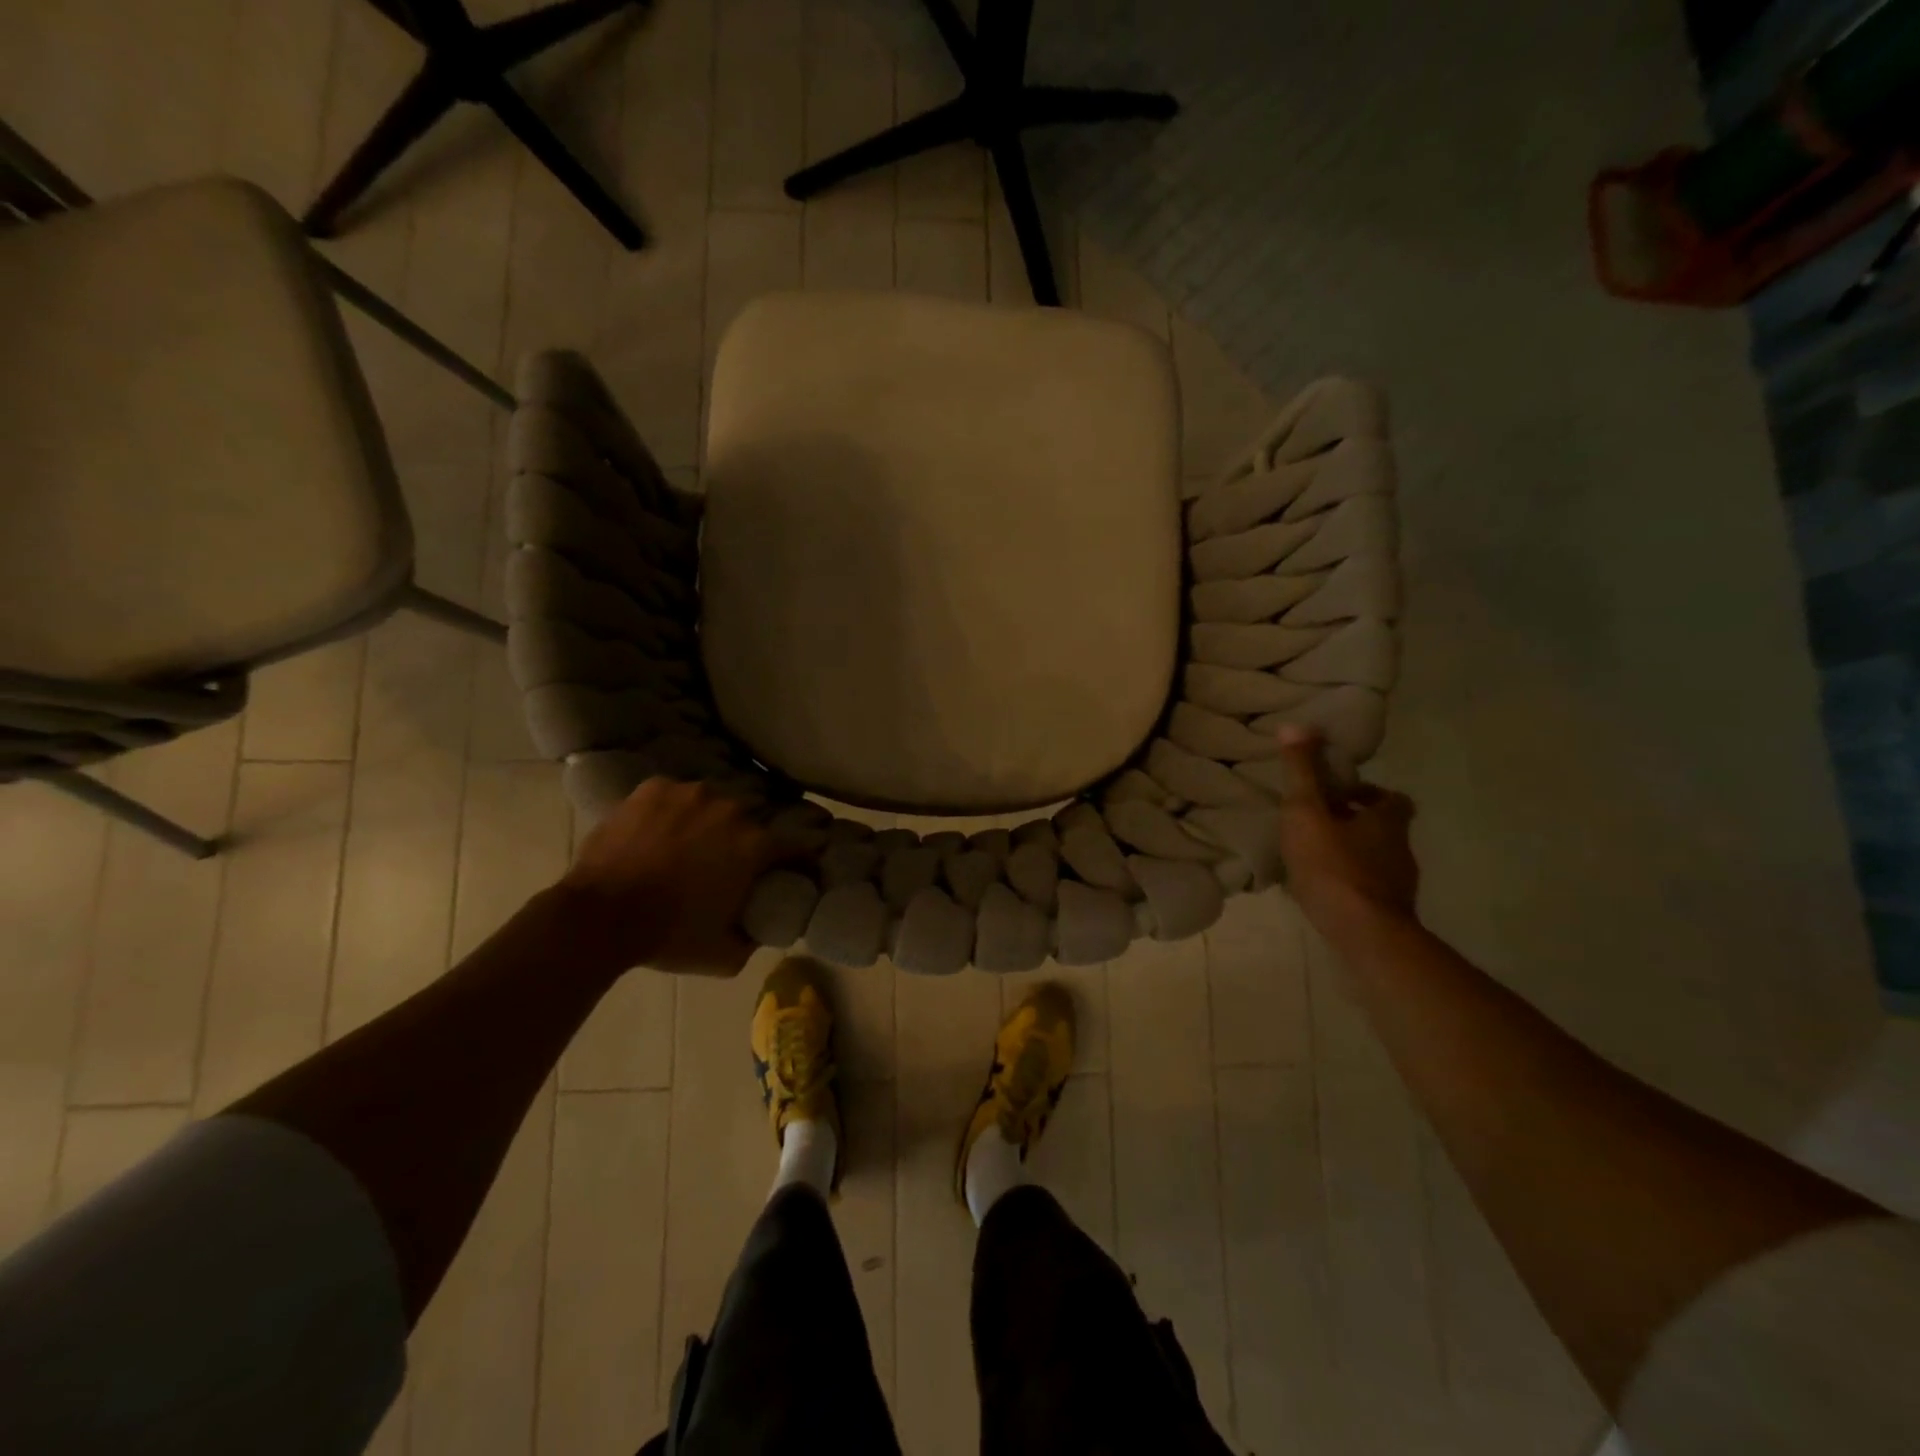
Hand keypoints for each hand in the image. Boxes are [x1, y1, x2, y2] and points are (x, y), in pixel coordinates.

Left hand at [557, 778, 780, 976]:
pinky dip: (673, 810)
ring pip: (713, 802)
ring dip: (710, 819)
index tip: (797, 868)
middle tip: (729, 859)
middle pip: (752, 820)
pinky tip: (659, 830)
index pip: (796, 846)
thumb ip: (753, 938)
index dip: (801, 859)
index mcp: (755, 844)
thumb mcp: (724, 955)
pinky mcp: (654, 788)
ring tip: (690, 841)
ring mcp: (691, 793)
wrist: (598, 917)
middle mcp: (731, 808)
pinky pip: (675, 795)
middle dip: (747, 838)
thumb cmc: (668, 936)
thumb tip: (761, 927)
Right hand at [1273, 726, 1419, 921]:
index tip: (1339, 794)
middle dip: (1354, 823)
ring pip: (1374, 859)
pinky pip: (1366, 888)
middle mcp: (1400, 850)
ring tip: (1313, 856)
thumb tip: (1295, 725)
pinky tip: (1320, 889)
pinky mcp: (1387, 912)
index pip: (1392, 798)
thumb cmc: (1334, 866)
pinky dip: (1347, 883)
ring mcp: (1397, 885)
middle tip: (1318, 823)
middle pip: (1382, 828)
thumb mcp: (1307, 813)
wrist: (1363, 934)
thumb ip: (1301, 773)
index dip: (1369, 793)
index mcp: (1388, 821)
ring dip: (1349, 854)